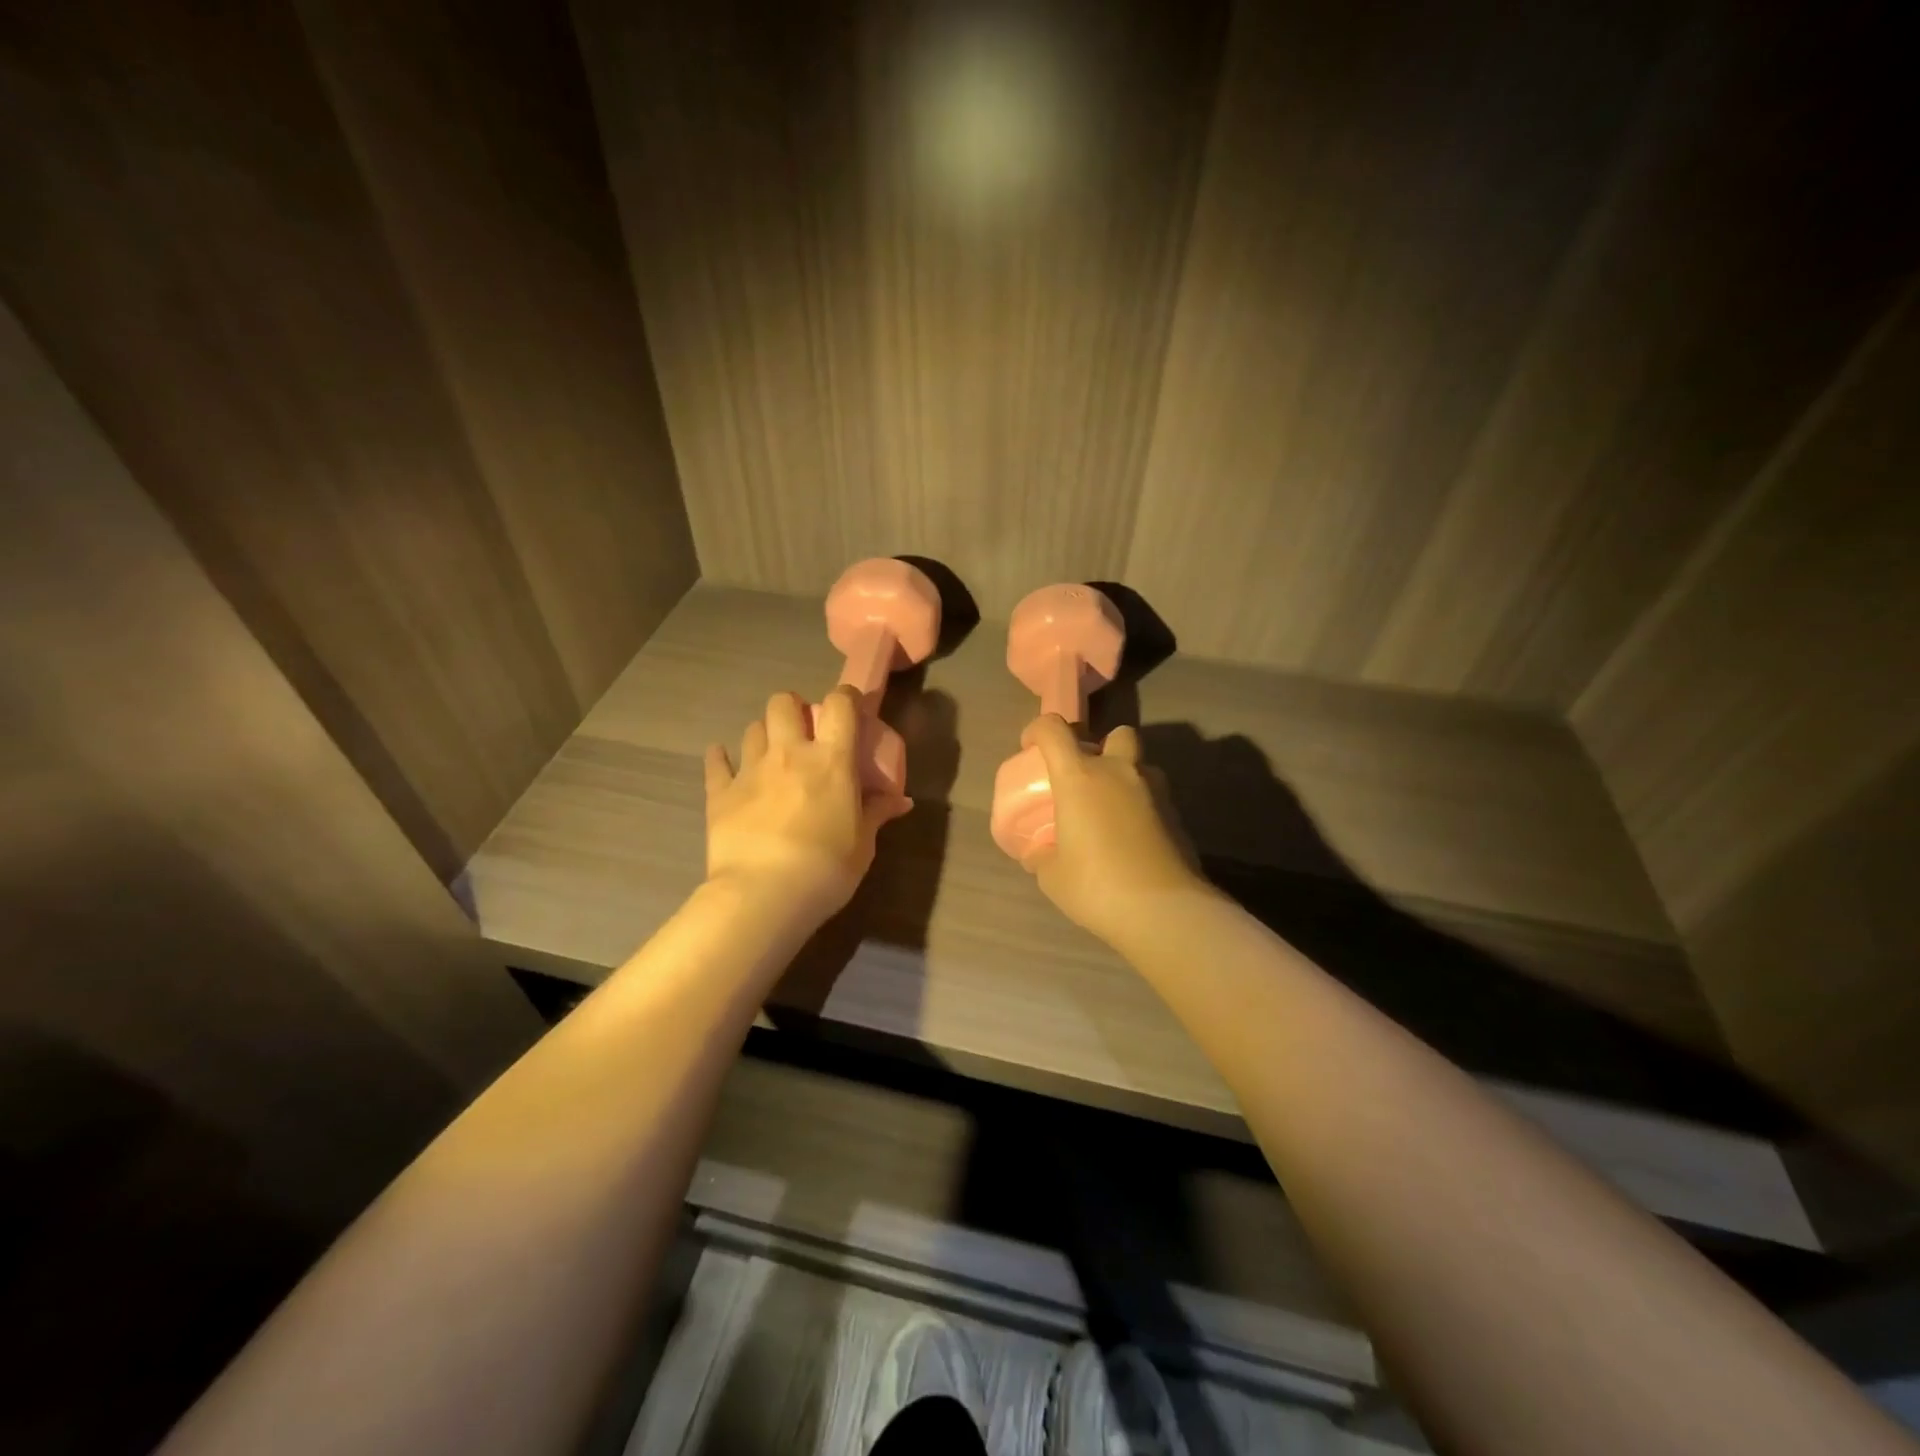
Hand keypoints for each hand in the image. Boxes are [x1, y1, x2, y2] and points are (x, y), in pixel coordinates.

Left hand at [703, 687, 912, 924]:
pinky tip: (722, 760)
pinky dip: (720, 758)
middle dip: (793, 708)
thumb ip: (877, 813)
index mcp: (831, 760)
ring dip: (764, 734)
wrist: (764, 895)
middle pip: (783, 703)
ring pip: (752, 728)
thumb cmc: (827, 868)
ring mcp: (750, 770)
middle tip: (801, 730)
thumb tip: (901, 801)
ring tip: (770, 753)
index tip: (849, 707)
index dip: (845, 697)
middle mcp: (789, 754)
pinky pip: (716, 763)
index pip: (840, 704)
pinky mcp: (720, 793)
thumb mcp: (863, 844)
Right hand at [1018, 716, 1206, 944]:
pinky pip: (1155, 798)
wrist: (1164, 911)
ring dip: (1126, 777)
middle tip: (1087, 778)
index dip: (1038, 731)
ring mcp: (1154, 791)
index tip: (1030, 748)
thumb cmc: (1096, 886)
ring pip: (1141, 765)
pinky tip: (1132, 840)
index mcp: (1080, 777)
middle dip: (1102, 747)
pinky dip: (1142, 808)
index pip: (1054, 730)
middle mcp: (1119, 772)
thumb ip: (1042, 856)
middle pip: (1116, 734)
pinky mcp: (1177, 815)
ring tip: (1111, 811)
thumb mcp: (1052, 876)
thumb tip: (1039, 853)